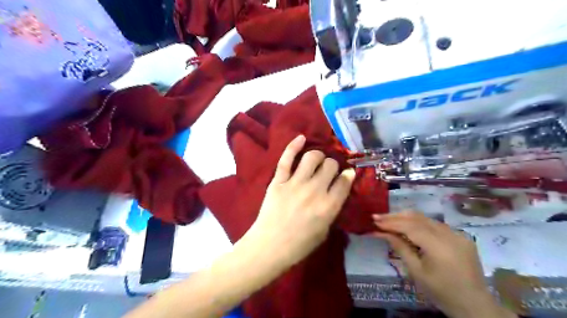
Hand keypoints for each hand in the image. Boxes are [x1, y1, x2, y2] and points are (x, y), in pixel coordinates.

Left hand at [248, 135, 353, 267]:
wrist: (269, 247)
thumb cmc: (299, 245)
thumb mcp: (324, 232)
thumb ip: (332, 210)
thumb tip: (336, 192)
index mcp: (328, 206)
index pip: (345, 181)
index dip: (348, 175)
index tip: (347, 175)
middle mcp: (315, 190)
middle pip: (330, 165)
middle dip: (333, 166)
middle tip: (329, 171)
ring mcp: (295, 183)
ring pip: (312, 157)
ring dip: (318, 156)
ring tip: (316, 161)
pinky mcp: (278, 181)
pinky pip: (286, 158)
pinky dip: (294, 145)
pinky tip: (301, 138)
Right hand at [375, 211, 516, 317]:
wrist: (474, 305)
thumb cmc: (441, 292)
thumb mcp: (416, 271)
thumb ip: (400, 247)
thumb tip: (381, 232)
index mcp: (439, 247)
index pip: (410, 227)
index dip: (391, 222)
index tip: (374, 221)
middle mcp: (450, 235)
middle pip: (417, 218)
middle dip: (396, 216)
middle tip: (378, 217)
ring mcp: (458, 234)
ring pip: (426, 218)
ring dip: (406, 218)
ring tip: (389, 219)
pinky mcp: (461, 236)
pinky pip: (435, 225)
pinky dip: (419, 223)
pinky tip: (408, 226)